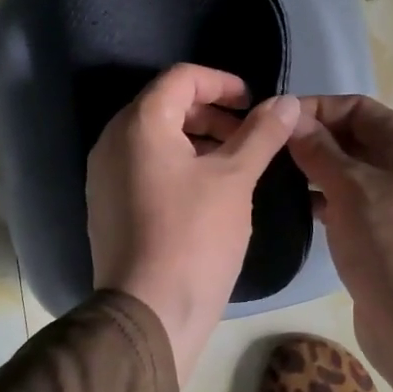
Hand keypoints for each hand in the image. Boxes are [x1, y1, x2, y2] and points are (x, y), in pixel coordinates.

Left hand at [87, 64, 300, 383]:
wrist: (149, 314)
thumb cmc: (194, 237)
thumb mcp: (235, 179)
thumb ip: (261, 134)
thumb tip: (287, 102)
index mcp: (140, 124)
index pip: (181, 78)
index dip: (223, 82)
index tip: (254, 104)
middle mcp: (112, 142)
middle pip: (166, 106)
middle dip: (212, 113)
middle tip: (249, 136)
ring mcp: (105, 176)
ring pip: (156, 139)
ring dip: (199, 140)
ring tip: (236, 165)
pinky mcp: (109, 206)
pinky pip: (145, 167)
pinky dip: (179, 165)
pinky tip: (209, 193)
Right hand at [287, 95, 392, 391]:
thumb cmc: (388, 243)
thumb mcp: (350, 188)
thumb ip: (318, 150)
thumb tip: (290, 117)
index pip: (361, 108)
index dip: (319, 108)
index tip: (278, 119)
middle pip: (355, 138)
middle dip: (314, 138)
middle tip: (269, 146)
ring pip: (348, 171)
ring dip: (314, 168)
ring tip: (272, 172)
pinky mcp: (380, 232)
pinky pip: (347, 202)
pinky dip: (322, 198)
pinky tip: (291, 204)